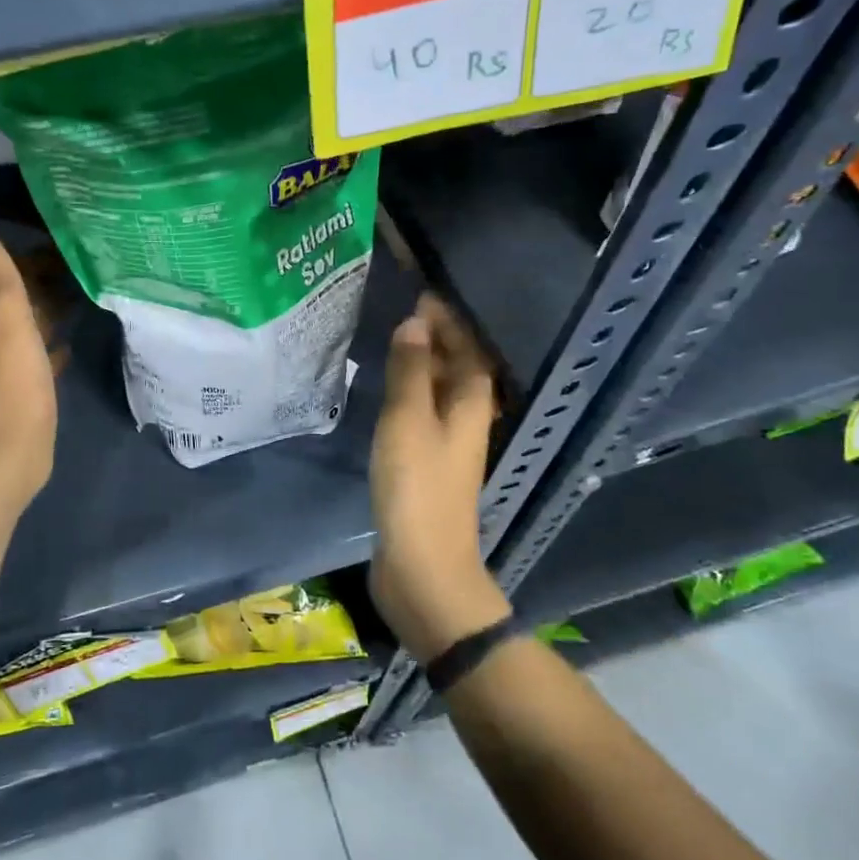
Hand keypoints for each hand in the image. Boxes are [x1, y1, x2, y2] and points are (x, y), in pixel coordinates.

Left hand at [0, 232, 57, 510]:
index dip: (30, 260)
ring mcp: (22, 369)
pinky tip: (70, 342)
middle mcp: (7, 342)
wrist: (16, 452)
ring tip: (81, 292)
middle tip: (79, 261)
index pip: (13, 282)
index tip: (58, 239)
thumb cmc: (18, 388)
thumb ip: (0, 283)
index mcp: (0, 325)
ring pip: (37, 328)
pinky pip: (46, 356)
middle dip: (46, 282)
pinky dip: (56, 344)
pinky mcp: (36, 391)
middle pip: (26, 303)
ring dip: (52, 310)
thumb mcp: (11, 328)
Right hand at [368, 295, 510, 663]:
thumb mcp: (408, 419)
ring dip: (421, 365)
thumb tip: (416, 323)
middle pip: (458, 367)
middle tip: (399, 312)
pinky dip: (409, 393)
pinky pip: (422, 414)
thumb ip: (411, 370)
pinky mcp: (427, 465)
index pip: (467, 346)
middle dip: (435, 338)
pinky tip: (386, 392)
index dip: (448, 319)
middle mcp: (467, 419)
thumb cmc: (417, 486)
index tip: (420, 292)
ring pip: (440, 391)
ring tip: (389, 342)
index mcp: (472, 403)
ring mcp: (448, 445)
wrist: (422, 567)